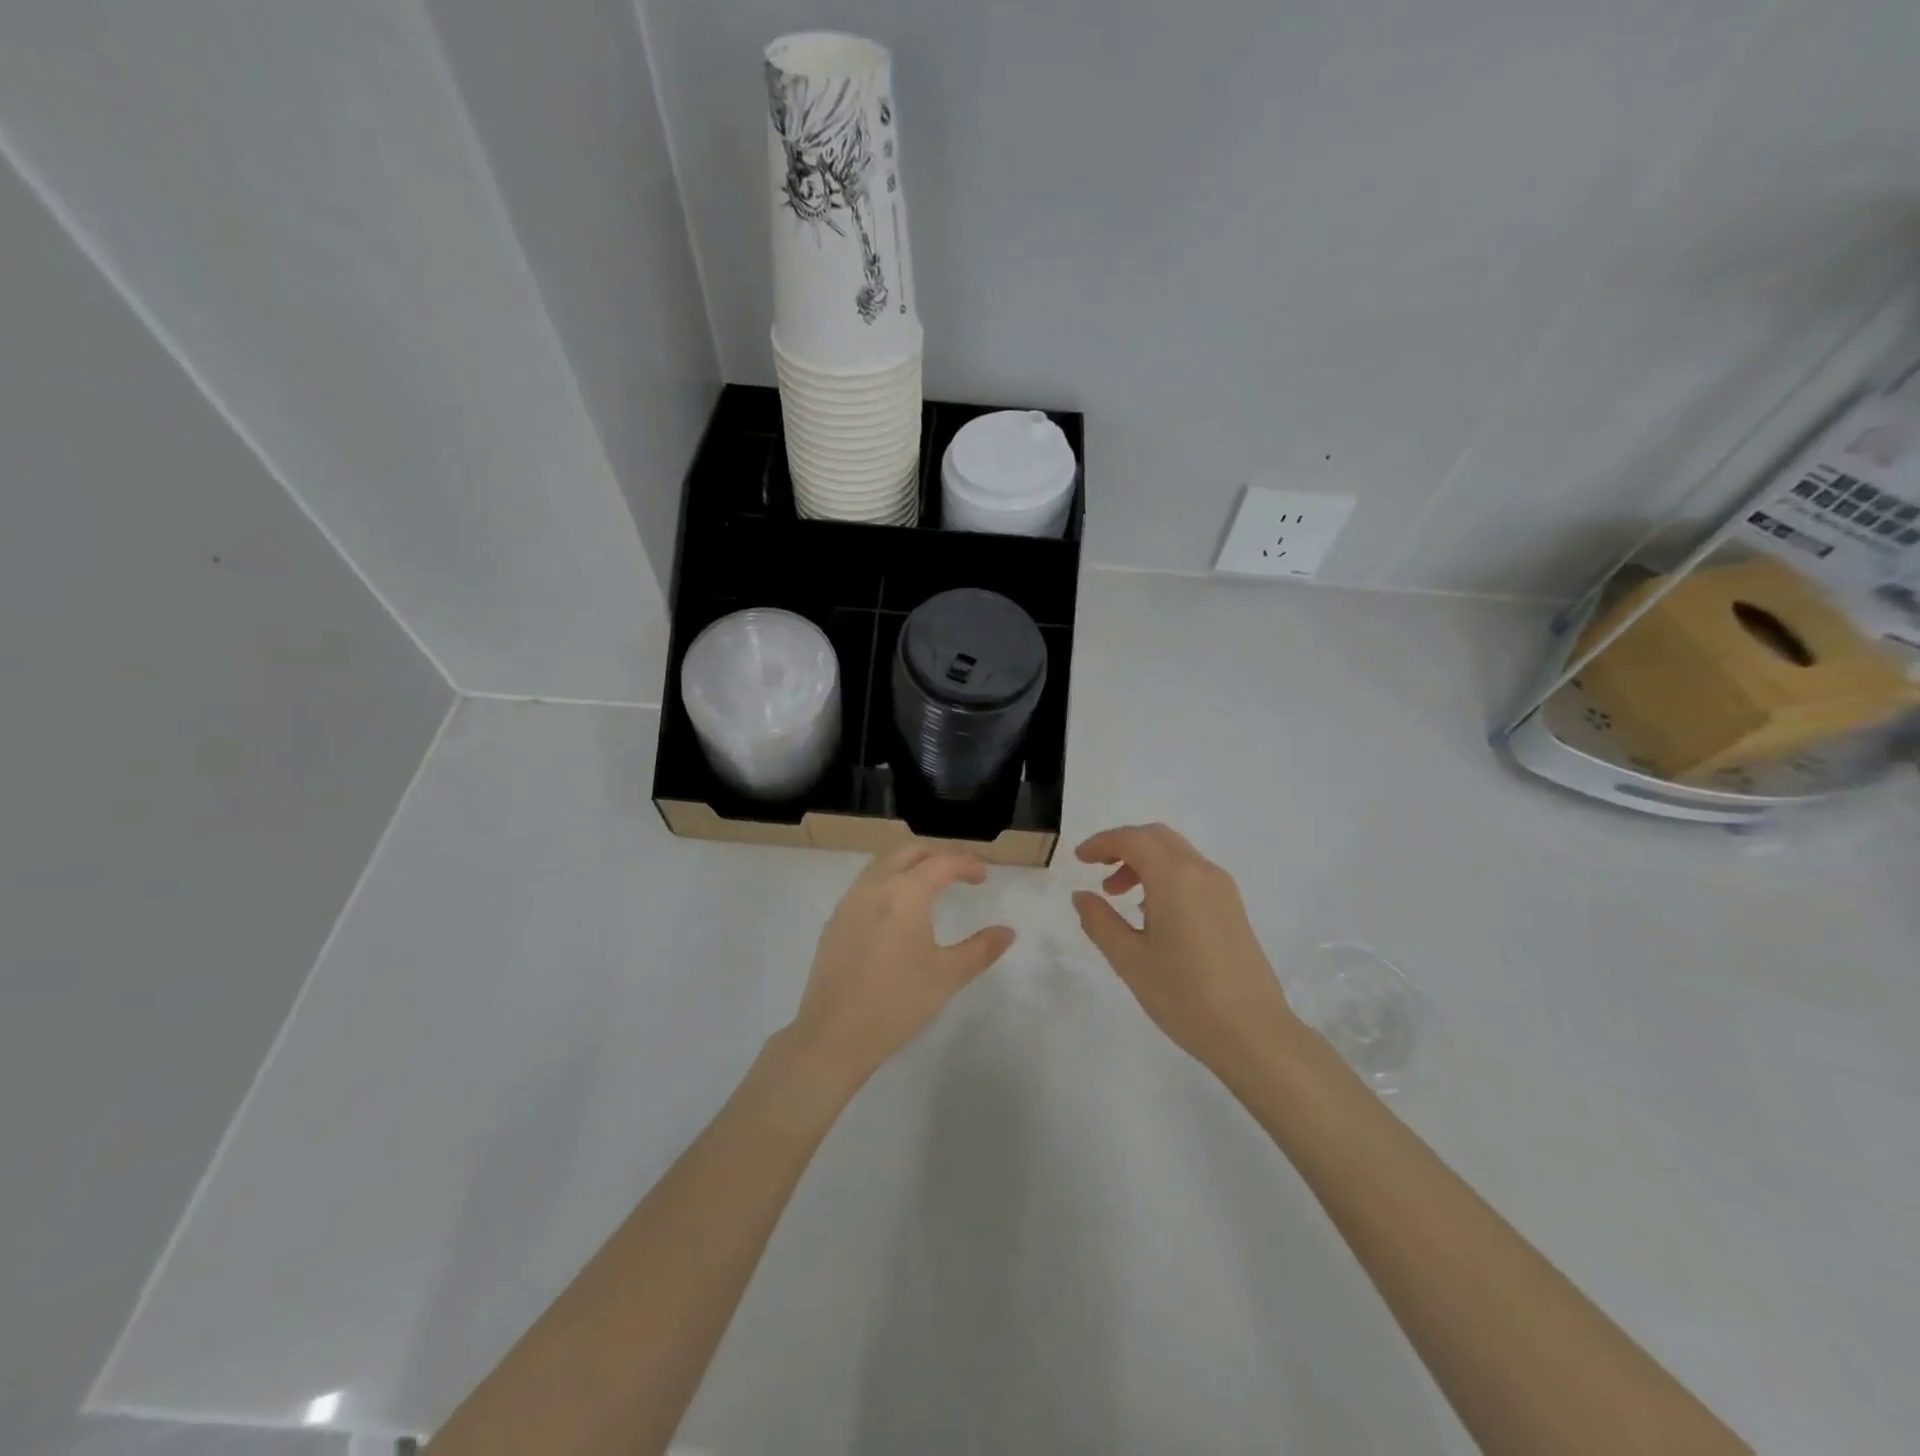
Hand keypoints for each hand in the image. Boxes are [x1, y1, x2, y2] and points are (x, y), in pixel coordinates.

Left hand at [788, 844, 1015, 1088]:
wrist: (836, 1032)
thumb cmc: (899, 1000)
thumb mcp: (948, 975)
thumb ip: (981, 949)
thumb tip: (1007, 932)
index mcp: (906, 892)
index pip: (942, 861)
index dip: (966, 863)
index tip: (982, 877)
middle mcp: (875, 885)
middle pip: (909, 852)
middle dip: (937, 855)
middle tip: (958, 873)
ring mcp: (850, 901)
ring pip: (882, 864)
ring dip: (909, 865)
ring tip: (929, 886)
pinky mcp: (835, 921)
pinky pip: (865, 885)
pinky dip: (887, 882)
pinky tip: (896, 912)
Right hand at [1072, 823, 1297, 1070]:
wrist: (1253, 1033)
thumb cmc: (1184, 995)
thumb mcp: (1130, 960)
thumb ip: (1100, 921)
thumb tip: (1082, 895)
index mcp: (1174, 877)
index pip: (1132, 839)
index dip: (1102, 842)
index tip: (1079, 859)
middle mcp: (1202, 872)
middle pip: (1157, 837)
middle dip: (1123, 845)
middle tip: (1097, 870)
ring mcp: (1223, 889)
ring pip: (1177, 854)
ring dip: (1144, 862)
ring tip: (1119, 896)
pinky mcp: (1233, 908)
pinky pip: (1192, 873)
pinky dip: (1165, 876)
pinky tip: (1152, 912)